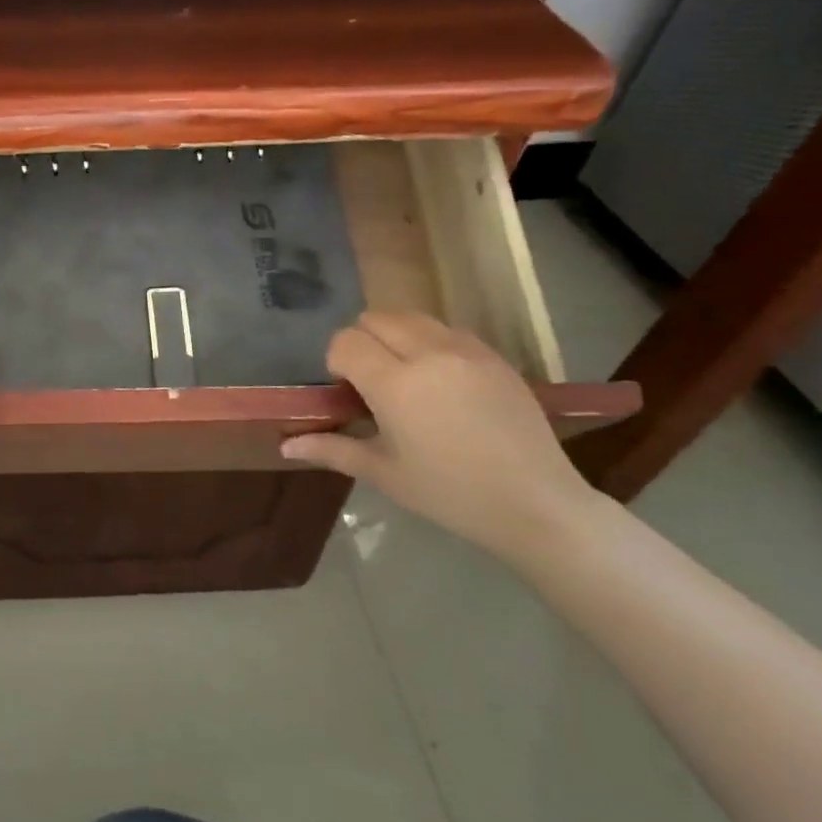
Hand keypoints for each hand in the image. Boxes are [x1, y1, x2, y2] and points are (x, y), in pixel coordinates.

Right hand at [280, 312, 596, 560]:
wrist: (536, 504)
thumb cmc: (449, 493)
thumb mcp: (383, 472)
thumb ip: (331, 449)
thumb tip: (285, 445)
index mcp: (395, 384)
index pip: (346, 342)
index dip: (336, 362)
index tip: (346, 392)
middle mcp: (429, 354)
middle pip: (376, 318)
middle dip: (362, 342)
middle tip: (370, 382)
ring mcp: (467, 351)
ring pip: (412, 317)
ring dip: (395, 336)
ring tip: (404, 376)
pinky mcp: (494, 357)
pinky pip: (447, 330)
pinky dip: (430, 342)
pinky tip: (439, 381)